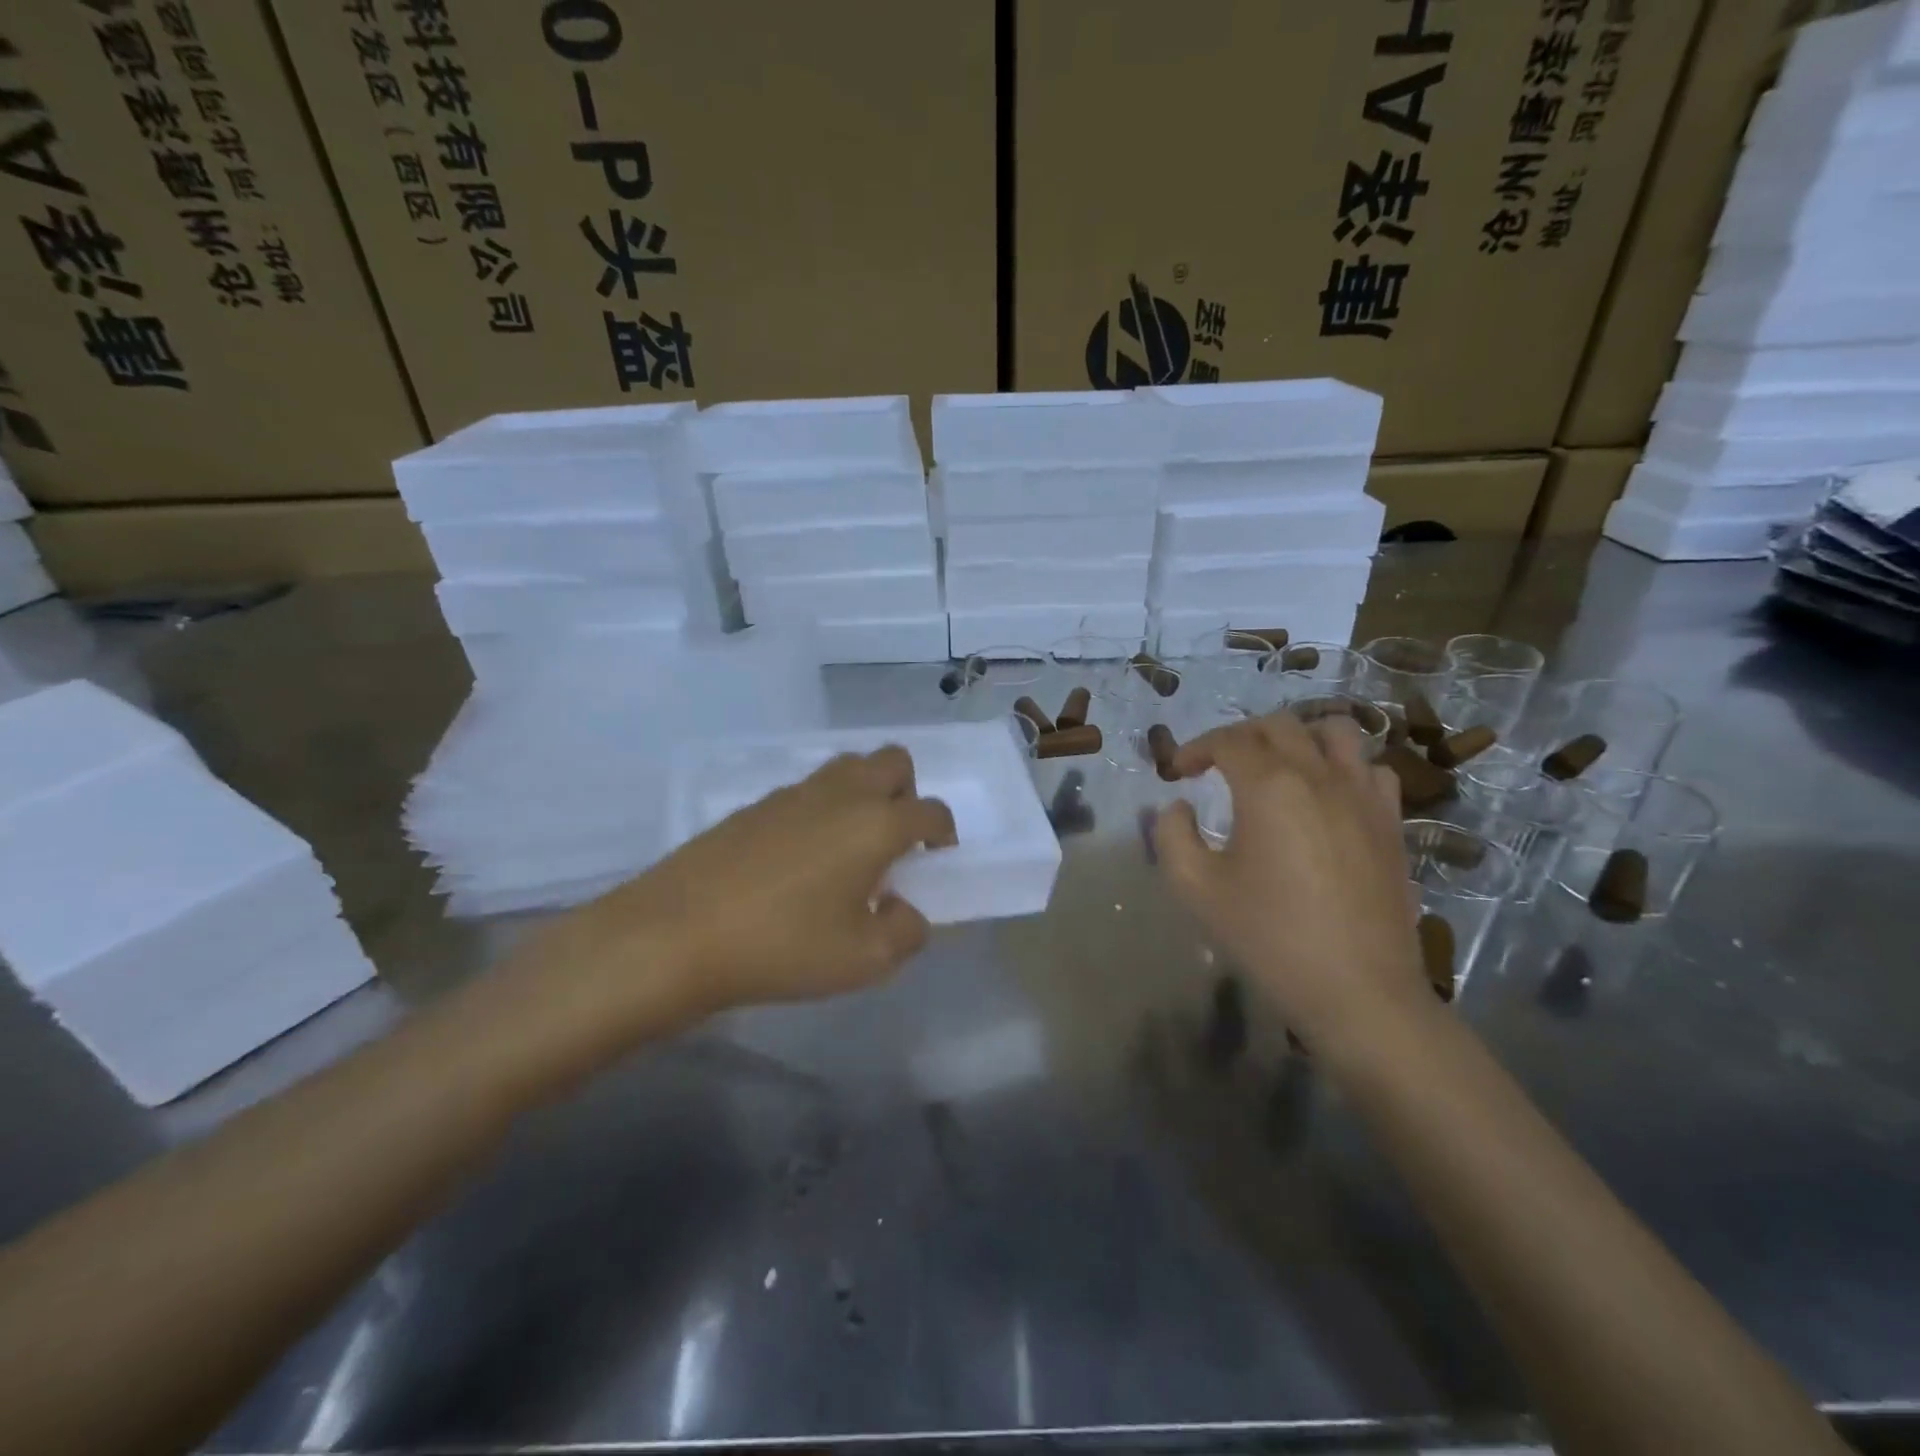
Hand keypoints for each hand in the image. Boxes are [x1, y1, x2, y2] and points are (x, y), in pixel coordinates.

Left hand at [578, 746, 953, 1014]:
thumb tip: (905, 911)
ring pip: (847, 769)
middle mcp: (840, 794)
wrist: (676, 934)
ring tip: (848, 851)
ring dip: (864, 796)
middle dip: (907, 794)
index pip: (931, 811)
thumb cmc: (782, 947)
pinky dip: (822, 811)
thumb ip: (905, 933)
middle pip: (893, 762)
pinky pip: (807, 792)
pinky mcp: (754, 806)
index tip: (935, 863)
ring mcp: (793, 794)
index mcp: (875, 824)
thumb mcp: (863, 960)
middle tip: (894, 842)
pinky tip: (799, 861)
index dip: (944, 835)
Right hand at [1152, 713, 1431, 1055]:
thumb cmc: (1269, 937)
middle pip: (1278, 725)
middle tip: (1217, 765)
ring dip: (1297, 737)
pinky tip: (1327, 797)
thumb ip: (1173, 835)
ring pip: (1334, 732)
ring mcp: (1363, 796)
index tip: (1177, 774)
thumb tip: (1179, 807)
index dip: (1195, 749)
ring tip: (1277, 766)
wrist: (1358, 991)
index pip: (1228, 740)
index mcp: (1269, 786)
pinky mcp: (1391, 823)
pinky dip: (1343, 767)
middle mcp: (1319, 775)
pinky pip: (1371, 769)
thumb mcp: (1195, 888)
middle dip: (1239, 736)